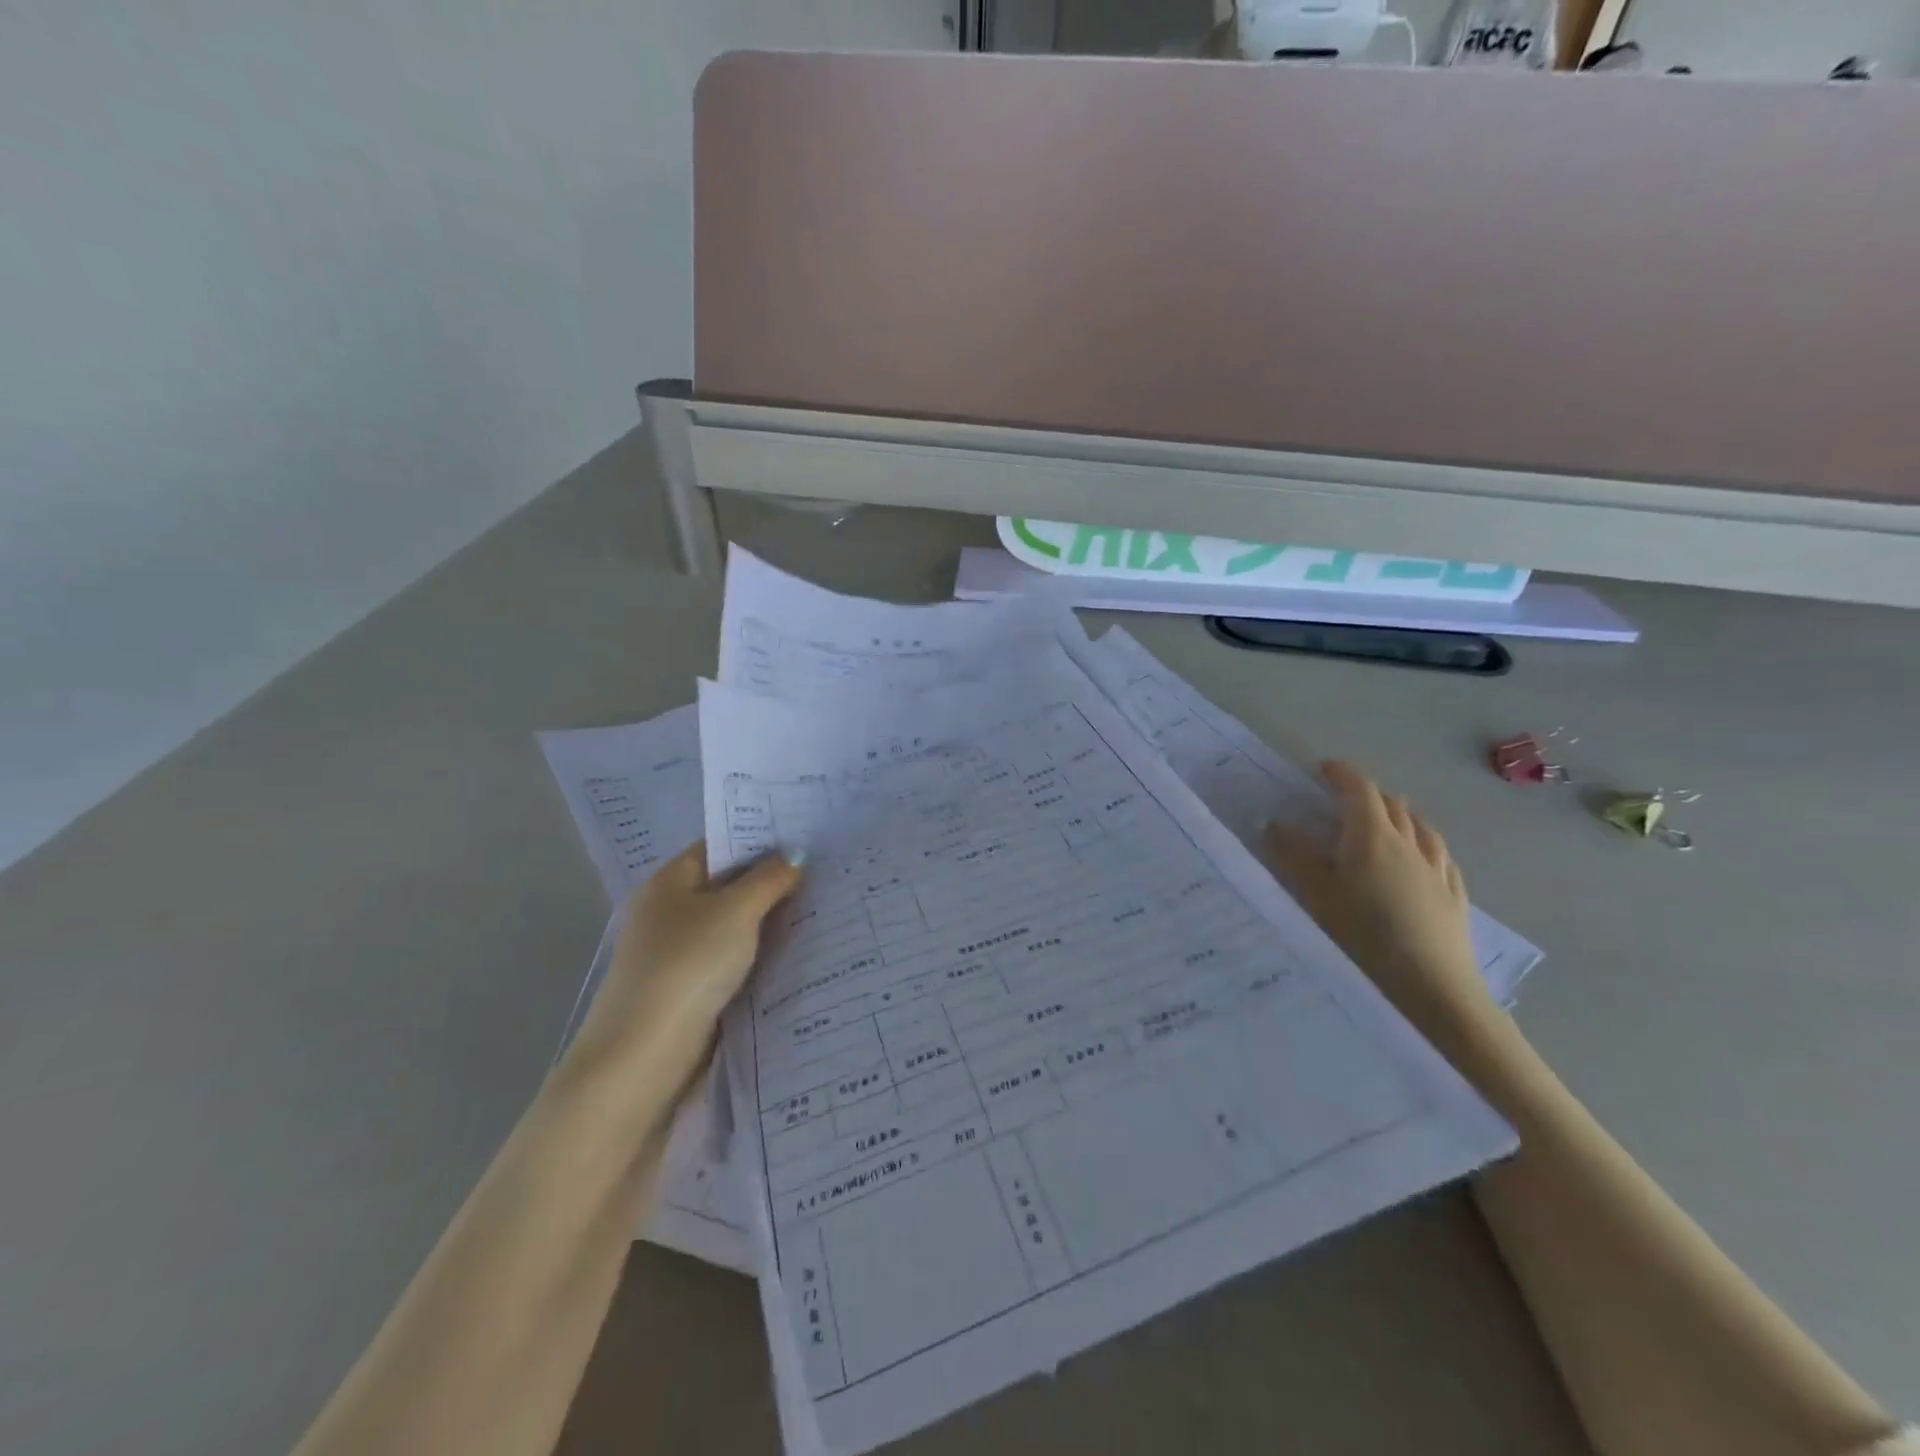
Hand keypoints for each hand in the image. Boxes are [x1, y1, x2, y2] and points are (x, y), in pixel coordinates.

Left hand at [571, 842, 803, 1090]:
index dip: (760, 839)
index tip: (806, 838)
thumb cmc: (687, 965)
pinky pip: (734, 961)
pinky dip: (761, 956)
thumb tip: (795, 855)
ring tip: (824, 908)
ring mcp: (679, 954)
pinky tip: (798, 954)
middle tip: (826, 872)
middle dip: (773, 883)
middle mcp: (670, 912)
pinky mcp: (691, 991)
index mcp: (669, 882)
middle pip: (729, 887)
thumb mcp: (735, 911)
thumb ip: (769, 879)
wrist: (644, 1056)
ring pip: (734, 927)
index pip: (719, 846)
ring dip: (770, 923)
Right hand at [1264, 761, 1493, 1036]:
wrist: (1431, 990)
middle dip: (1367, 793)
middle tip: (1344, 798)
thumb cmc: (1363, 936)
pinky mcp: (1454, 897)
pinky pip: (1439, 855)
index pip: (1358, 789)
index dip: (1341, 774)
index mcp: (1371, 836)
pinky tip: (1422, 857)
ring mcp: (1437, 870)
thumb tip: (1275, 823)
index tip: (1323, 769)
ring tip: (1385, 820)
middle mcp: (1409, 843)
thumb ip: (1294, 856)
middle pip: (1392, 804)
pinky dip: (1424, 843)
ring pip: (1421, 826)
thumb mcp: (1316, 895)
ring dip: (1400, 815)